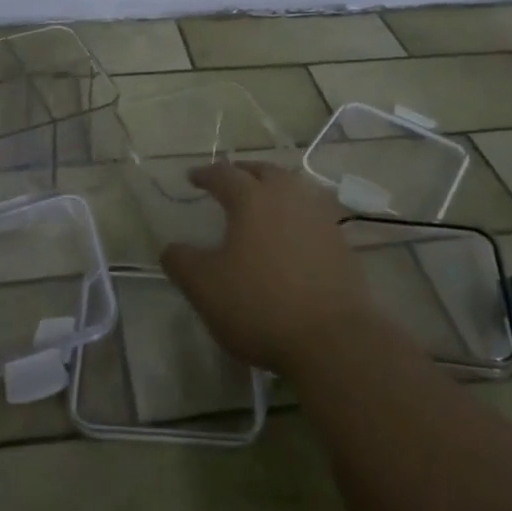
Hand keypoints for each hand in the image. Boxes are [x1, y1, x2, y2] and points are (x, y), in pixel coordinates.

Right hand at [161, 161, 375, 378]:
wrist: (332, 338)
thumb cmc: (260, 305)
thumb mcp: (204, 287)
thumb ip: (181, 262)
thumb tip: (171, 247)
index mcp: (251, 198)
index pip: (223, 174)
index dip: (205, 174)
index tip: (192, 178)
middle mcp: (287, 196)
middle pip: (263, 171)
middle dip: (243, 172)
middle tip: (230, 181)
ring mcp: (319, 217)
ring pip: (292, 188)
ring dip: (273, 187)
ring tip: (261, 201)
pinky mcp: (340, 241)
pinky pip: (311, 213)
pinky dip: (295, 213)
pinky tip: (290, 232)